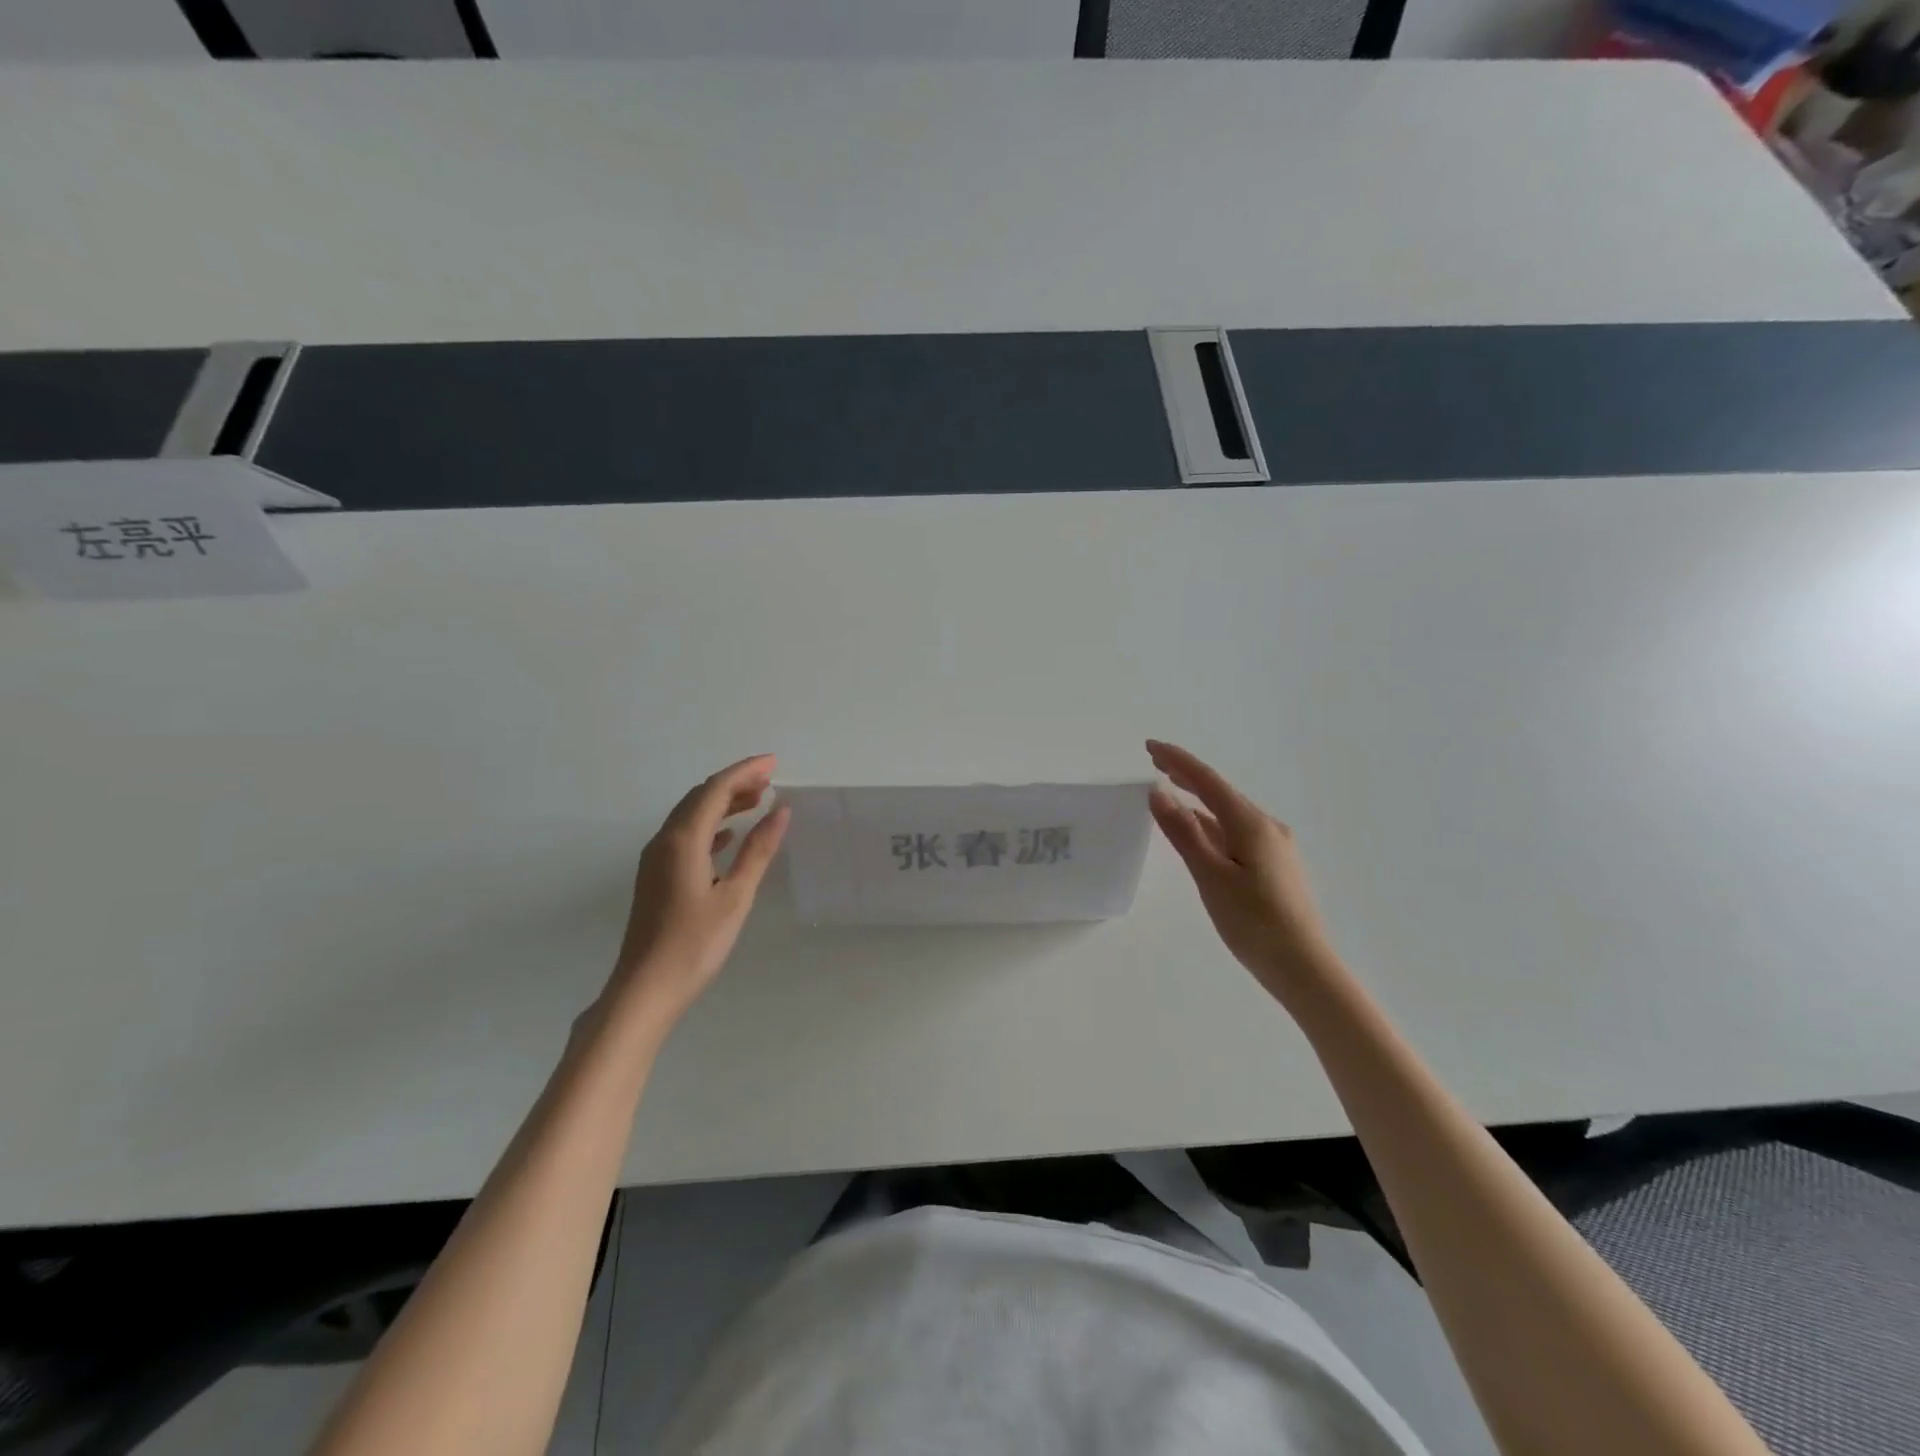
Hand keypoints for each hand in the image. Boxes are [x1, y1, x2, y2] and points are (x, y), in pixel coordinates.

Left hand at [605, 755, 790, 1026]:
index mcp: (682, 841)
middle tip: (770, 781)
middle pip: (699, 797)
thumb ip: (758, 850)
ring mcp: (655, 859)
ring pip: (690, 815)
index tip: (775, 764)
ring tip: (757, 801)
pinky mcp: (656, 876)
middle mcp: (664, 841)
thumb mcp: (735, 896)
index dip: (745, 772)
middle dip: (734, 783)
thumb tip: (781, 811)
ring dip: (722, 803)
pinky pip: (685, 836)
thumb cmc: (695, 944)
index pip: (715, 790)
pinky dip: (710, 826)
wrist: (645, 989)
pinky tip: (728, 836)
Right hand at [1146, 739, 1340, 1003]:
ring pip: (1229, 814)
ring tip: (1171, 794)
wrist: (1305, 968)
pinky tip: (1201, 836)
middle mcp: (1267, 827)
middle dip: (1188, 776)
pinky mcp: (1276, 867)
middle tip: (1155, 763)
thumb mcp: (1211, 876)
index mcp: (1252, 824)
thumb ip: (1184, 832)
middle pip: (1221, 793)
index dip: (1177, 761)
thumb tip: (1159, 792)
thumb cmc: (1254, 923)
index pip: (1208, 781)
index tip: (1149, 747)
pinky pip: (1237, 833)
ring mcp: (1275, 847)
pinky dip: (1212, 825)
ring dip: (1199, 801)